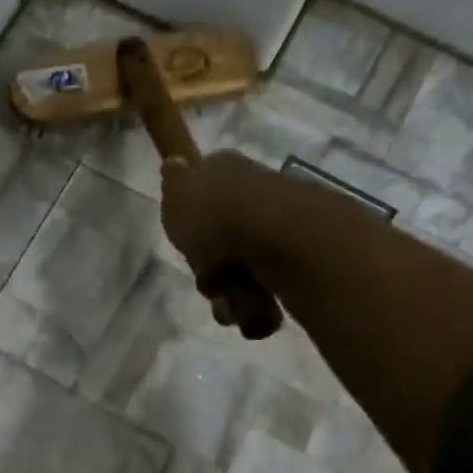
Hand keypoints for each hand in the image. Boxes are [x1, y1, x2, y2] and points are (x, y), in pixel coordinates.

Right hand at [160, 150, 283, 334]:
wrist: (274, 238)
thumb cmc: (216, 216)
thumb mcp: (177, 193)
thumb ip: (173, 182)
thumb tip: (175, 163)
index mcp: (227, 173)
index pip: (202, 199)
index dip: (191, 229)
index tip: (188, 246)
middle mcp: (255, 198)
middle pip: (219, 248)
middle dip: (211, 277)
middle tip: (210, 283)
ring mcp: (278, 231)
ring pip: (240, 277)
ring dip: (231, 298)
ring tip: (233, 303)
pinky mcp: (299, 264)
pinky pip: (265, 295)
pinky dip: (255, 309)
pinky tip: (254, 309)